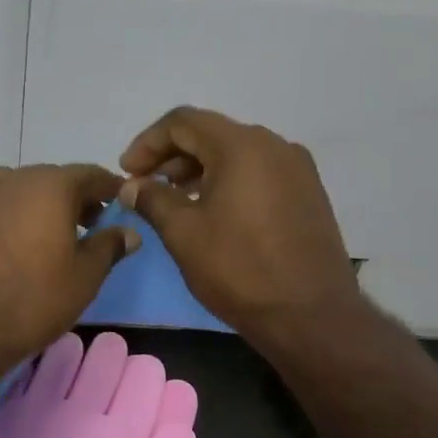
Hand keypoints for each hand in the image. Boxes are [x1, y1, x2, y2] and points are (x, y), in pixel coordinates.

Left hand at [0, 164, 140, 363]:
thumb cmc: (31, 301)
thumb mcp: (84, 278)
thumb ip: (108, 247)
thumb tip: (128, 232)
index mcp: (49, 186)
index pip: (90, 175)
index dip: (109, 189)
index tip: (121, 205)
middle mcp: (10, 180)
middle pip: (50, 180)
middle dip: (72, 199)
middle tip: (88, 227)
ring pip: (14, 192)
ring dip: (34, 207)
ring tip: (43, 238)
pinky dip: (0, 222)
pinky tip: (1, 249)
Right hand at [119, 107, 362, 343]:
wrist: (311, 315)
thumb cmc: (239, 269)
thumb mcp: (183, 233)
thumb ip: (152, 199)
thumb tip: (131, 186)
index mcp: (242, 146)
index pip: (183, 122)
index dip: (147, 143)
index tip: (126, 172)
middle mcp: (274, 145)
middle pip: (210, 134)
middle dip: (171, 156)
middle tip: (143, 186)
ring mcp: (297, 169)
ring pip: (235, 153)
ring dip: (197, 169)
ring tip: (172, 200)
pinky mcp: (307, 194)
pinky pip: (257, 172)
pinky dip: (226, 181)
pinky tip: (210, 211)